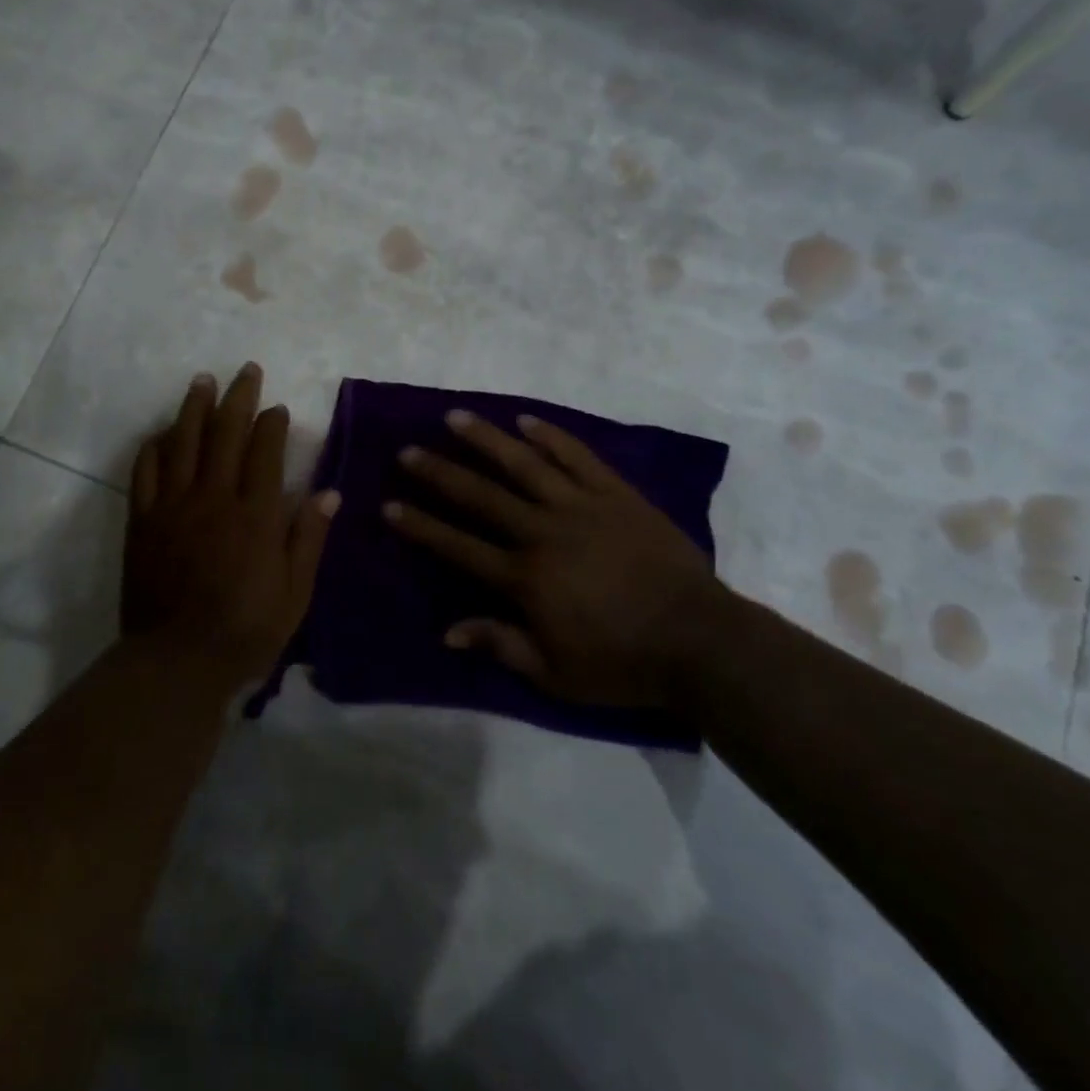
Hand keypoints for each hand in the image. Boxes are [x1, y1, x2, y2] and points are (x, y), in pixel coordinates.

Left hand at [123, 364, 339, 684]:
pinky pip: (146, 471)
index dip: (272, 423)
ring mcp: (173, 505)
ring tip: (202, 381)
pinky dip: (155, 446)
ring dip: (194, 407)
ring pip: (183, 441)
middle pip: (225, 432)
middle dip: (238, 396)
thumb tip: (329, 491)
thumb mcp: (295, 592)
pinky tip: (163, 433)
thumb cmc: (246, 631)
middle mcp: (214, 497)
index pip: (265, 450)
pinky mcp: (143, 520)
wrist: (177, 661)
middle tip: (245, 370)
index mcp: (256, 514)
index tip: (277, 408)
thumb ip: (309, 537)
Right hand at [385, 410, 726, 710]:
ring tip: (455, 417)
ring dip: (487, 440)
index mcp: (525, 577)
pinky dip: (551, 437)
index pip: (459, 546)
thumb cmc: (622, 663)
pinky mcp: (616, 494)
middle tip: (408, 451)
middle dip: (440, 473)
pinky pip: (578, 457)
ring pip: (524, 464)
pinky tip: (526, 421)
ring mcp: (581, 507)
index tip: (389, 505)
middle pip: (481, 496)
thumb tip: (448, 630)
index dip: (421, 526)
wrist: (700, 640)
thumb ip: (501, 645)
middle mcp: (544, 532)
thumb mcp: (555, 673)